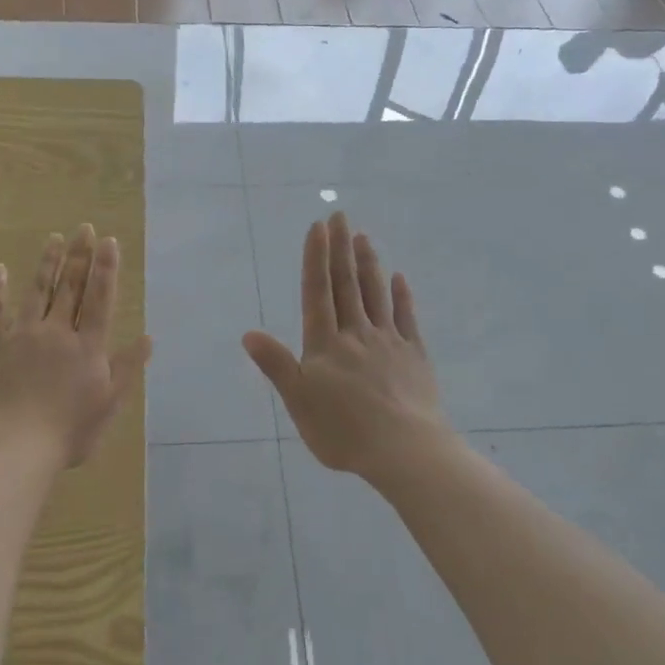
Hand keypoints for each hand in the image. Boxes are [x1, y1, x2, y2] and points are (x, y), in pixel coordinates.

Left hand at [0, 225, 151, 471]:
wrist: (15, 447)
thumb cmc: (69, 431)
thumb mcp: (109, 403)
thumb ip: (127, 367)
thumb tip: (148, 337)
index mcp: (87, 346)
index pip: (100, 299)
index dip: (106, 269)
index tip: (109, 241)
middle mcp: (57, 332)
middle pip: (71, 288)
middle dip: (80, 257)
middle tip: (84, 228)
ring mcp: (23, 337)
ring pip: (38, 292)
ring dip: (47, 264)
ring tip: (55, 238)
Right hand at [243, 213, 449, 479]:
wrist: (404, 449)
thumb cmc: (343, 430)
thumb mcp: (298, 401)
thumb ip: (276, 365)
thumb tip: (249, 333)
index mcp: (326, 344)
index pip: (317, 292)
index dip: (316, 258)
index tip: (317, 227)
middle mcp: (356, 333)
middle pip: (347, 284)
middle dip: (340, 248)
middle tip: (339, 215)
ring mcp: (389, 341)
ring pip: (376, 294)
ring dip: (368, 263)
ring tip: (363, 236)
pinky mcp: (415, 356)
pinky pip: (407, 318)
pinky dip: (402, 295)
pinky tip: (400, 278)